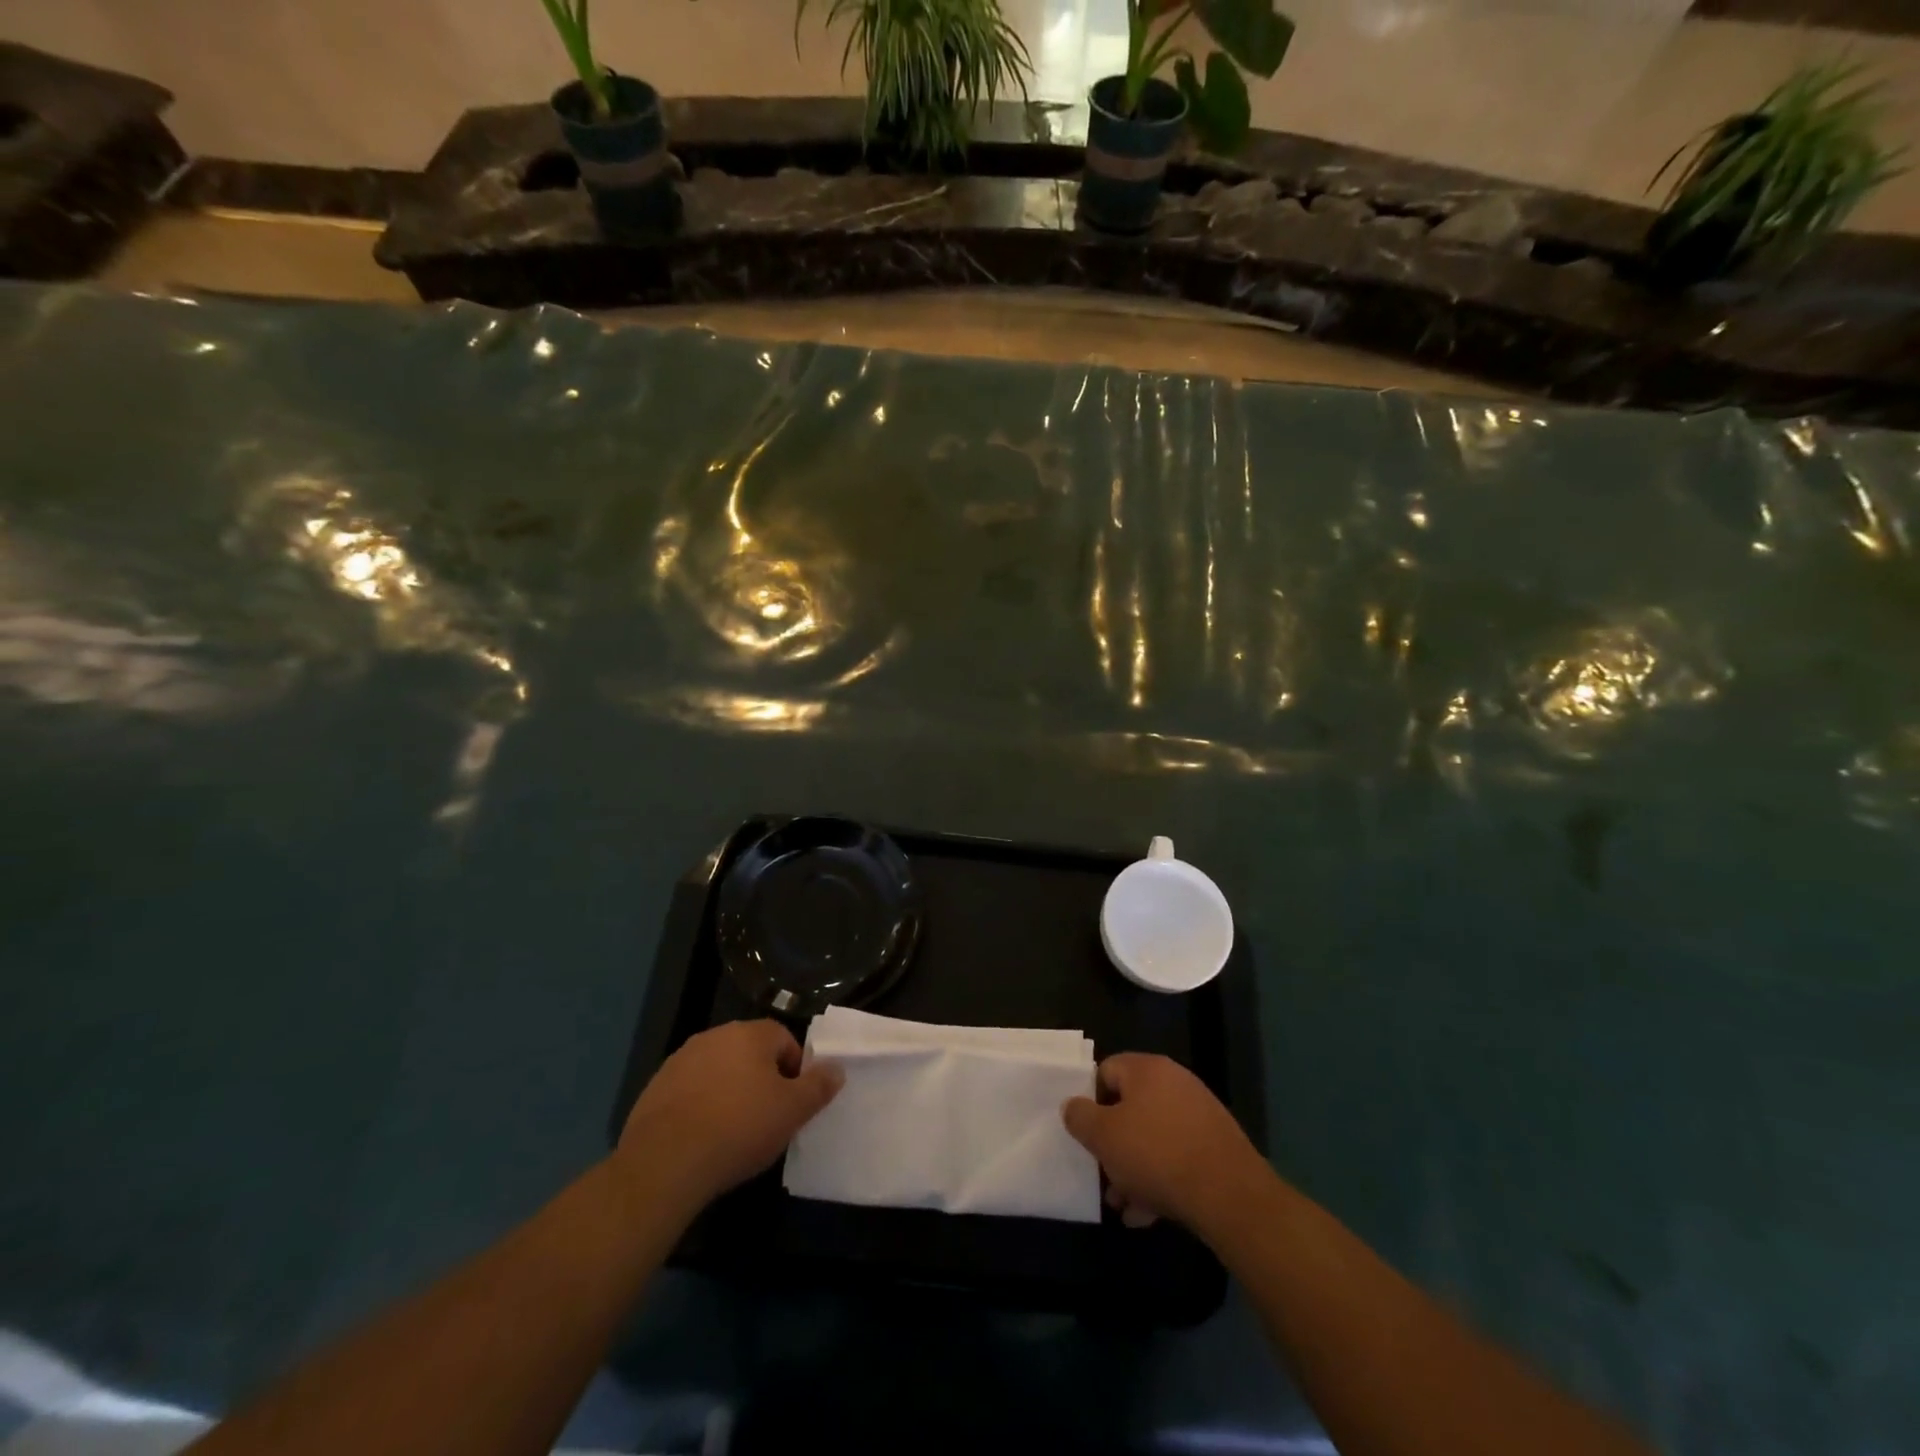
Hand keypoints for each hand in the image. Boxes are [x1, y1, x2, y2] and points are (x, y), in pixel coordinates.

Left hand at [616, 1019, 842, 1211]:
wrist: (665, 1162)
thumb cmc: (739, 1128)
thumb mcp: (792, 1111)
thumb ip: (819, 1086)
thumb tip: (837, 1068)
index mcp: (750, 1034)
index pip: (784, 1039)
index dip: (794, 1070)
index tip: (793, 1103)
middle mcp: (715, 1036)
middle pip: (749, 1052)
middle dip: (761, 1079)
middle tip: (767, 1117)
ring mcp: (680, 1060)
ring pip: (718, 1070)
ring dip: (729, 1091)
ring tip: (733, 1131)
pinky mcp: (655, 1088)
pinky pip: (690, 1091)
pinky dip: (700, 1106)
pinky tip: (702, 1138)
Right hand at [1062, 1052, 1268, 1232]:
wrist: (1230, 1195)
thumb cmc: (1157, 1154)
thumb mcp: (1104, 1136)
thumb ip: (1080, 1117)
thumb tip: (1072, 1106)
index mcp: (1147, 1069)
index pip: (1107, 1070)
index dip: (1090, 1100)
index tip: (1084, 1132)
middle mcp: (1175, 1083)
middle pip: (1130, 1108)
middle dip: (1113, 1144)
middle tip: (1102, 1174)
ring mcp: (1199, 1115)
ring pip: (1153, 1138)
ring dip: (1134, 1169)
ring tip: (1122, 1204)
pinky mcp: (1215, 1147)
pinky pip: (1176, 1157)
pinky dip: (1160, 1180)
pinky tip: (1147, 1213)